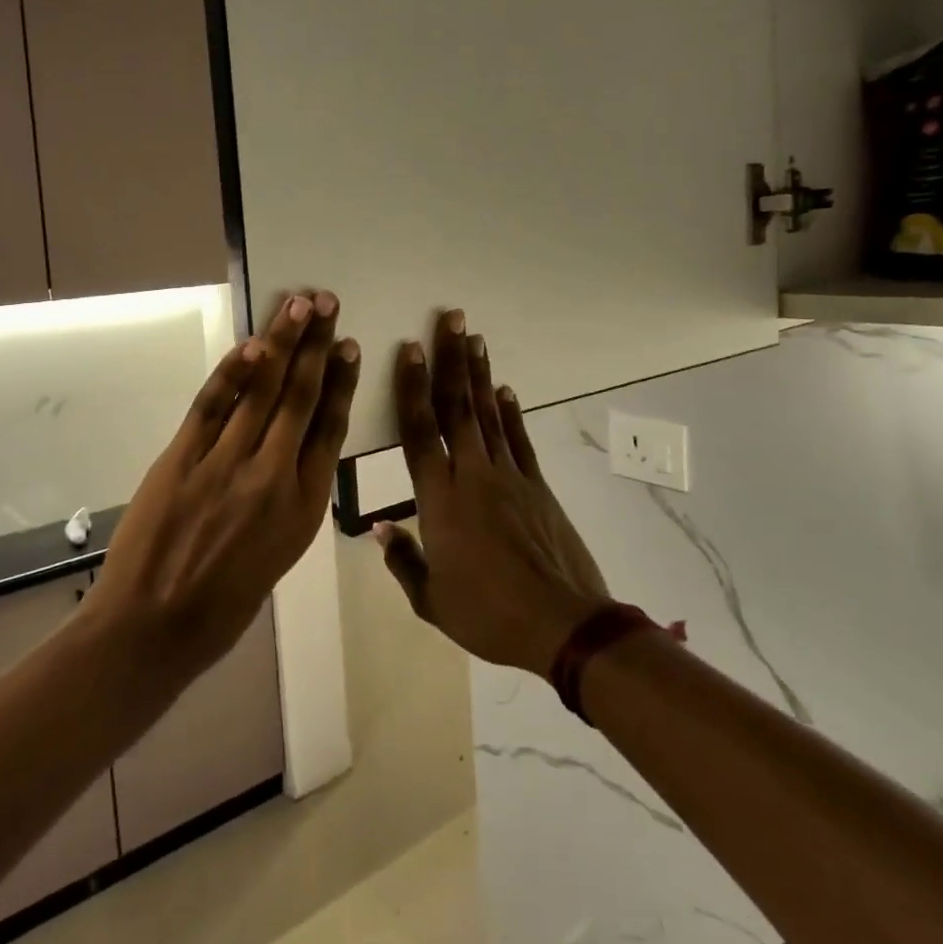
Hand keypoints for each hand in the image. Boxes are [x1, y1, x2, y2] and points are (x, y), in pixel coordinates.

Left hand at [90, 291, 359, 673]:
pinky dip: (232, 371)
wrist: (153, 628)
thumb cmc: (224, 605)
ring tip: (298, 304)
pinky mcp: (182, 459)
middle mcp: (272, 476)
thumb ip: (291, 498)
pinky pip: (212, 405)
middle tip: (328, 302)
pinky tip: (251, 345)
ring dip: (281, 343)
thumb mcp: (280, 555)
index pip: (329, 429)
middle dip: (316, 345)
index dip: (341, 382)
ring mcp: (226, 464)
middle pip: (300, 397)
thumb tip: (294, 451)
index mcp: (303, 507)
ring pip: (262, 391)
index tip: (349, 346)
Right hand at [377, 308, 608, 675]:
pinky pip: (519, 440)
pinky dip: (511, 413)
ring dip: (481, 374)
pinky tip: (506, 390)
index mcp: (439, 500)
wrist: (562, 625)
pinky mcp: (538, 486)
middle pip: (457, 407)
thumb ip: (403, 561)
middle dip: (451, 360)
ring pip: (489, 415)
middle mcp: (473, 475)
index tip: (409, 349)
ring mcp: (510, 477)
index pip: (419, 431)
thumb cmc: (488, 616)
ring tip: (474, 338)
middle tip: (451, 319)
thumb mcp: (431, 601)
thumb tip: (380, 530)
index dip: (411, 387)